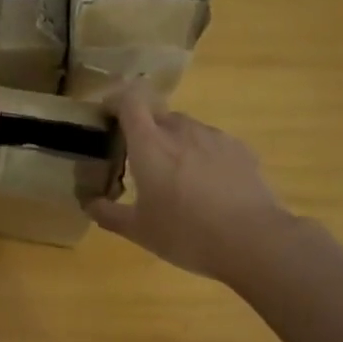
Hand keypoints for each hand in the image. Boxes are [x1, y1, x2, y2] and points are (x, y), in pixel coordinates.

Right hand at [87, 81, 294, 283]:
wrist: (252, 240)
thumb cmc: (186, 233)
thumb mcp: (139, 231)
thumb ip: (109, 214)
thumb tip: (89, 203)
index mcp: (150, 144)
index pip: (130, 101)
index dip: (116, 100)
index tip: (108, 115)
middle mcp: (181, 131)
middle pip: (158, 114)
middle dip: (145, 129)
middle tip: (140, 159)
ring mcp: (215, 138)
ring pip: (186, 128)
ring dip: (175, 142)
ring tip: (177, 176)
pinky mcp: (240, 150)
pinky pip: (212, 143)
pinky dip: (202, 155)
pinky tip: (207, 185)